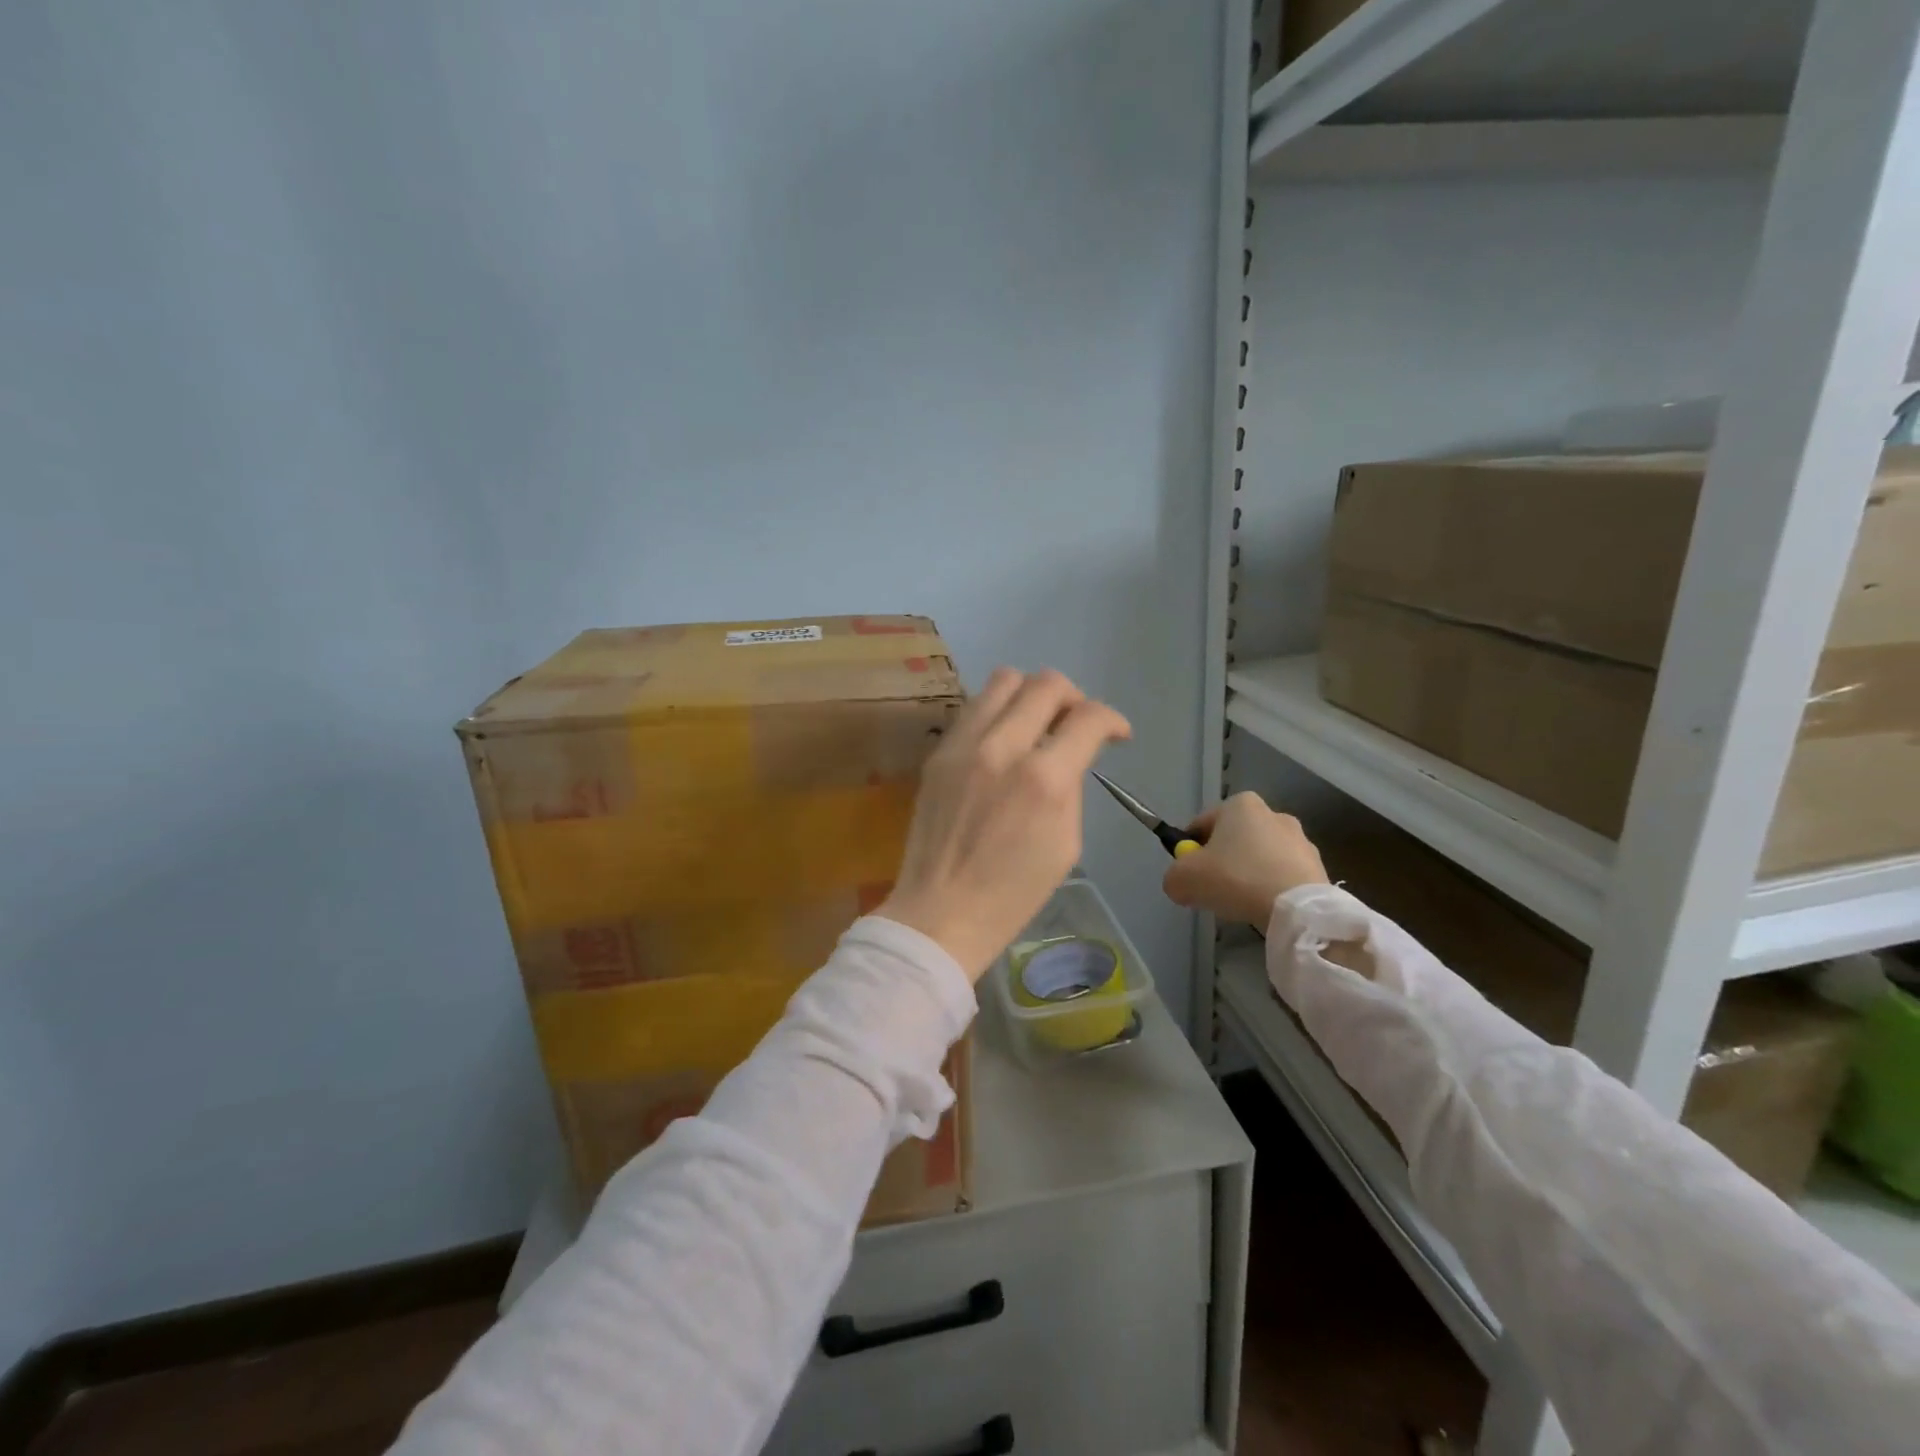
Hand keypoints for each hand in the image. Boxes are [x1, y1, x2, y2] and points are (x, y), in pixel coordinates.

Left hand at [878, 668, 1131, 981]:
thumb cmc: (1013, 894)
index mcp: (1043, 779)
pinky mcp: (938, 753)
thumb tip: (1068, 757)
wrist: (940, 912)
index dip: (1113, 720)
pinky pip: (974, 709)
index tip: (1116, 734)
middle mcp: (1002, 748)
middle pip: (1046, 684)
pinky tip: (1001, 742)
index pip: (1089, 718)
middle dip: (1074, 698)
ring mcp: (963, 745)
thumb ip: (1070, 787)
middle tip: (1075, 724)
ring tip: (1036, 723)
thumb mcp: (1065, 844)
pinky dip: (997, 713)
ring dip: (1031, 695)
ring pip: (1004, 680)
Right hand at [1161, 791, 1326, 926]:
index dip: (1189, 851)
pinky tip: (1266, 907)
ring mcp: (1300, 840)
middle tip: (1213, 891)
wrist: (1297, 909)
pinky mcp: (1318, 866)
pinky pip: (1282, 875)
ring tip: (1242, 903)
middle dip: (1220, 863)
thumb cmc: (1235, 879)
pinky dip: (1271, 888)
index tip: (1190, 875)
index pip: (1201, 825)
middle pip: (1232, 841)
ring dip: (1247, 876)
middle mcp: (1273, 813)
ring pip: (1258, 858)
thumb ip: (1173, 877)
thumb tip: (1180, 884)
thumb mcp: (1183, 879)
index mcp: (1240, 804)